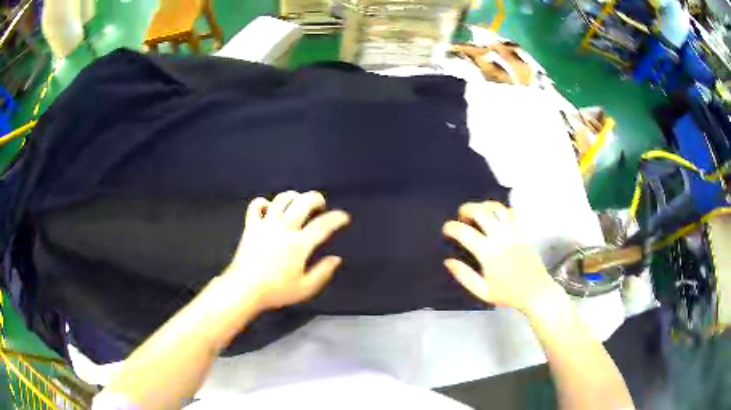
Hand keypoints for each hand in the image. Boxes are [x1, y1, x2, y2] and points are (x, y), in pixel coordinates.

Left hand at [224, 191, 349, 310]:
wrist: (244, 289)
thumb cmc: (276, 291)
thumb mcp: (305, 288)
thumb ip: (323, 272)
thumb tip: (336, 259)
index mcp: (299, 244)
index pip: (323, 225)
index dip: (337, 218)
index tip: (344, 217)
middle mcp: (284, 228)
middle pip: (303, 203)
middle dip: (316, 198)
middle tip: (320, 205)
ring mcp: (265, 225)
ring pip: (281, 200)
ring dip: (293, 196)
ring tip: (297, 202)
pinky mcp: (251, 226)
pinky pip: (255, 206)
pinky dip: (263, 203)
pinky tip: (269, 209)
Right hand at [443, 201, 564, 313]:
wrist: (535, 292)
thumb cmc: (508, 294)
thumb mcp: (482, 292)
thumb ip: (464, 276)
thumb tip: (448, 261)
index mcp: (488, 254)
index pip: (465, 233)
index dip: (451, 227)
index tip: (447, 229)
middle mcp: (501, 238)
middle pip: (481, 212)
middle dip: (467, 209)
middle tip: (462, 216)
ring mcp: (514, 232)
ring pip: (498, 207)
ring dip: (484, 205)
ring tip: (478, 212)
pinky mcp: (524, 231)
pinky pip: (513, 212)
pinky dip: (503, 209)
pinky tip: (497, 216)